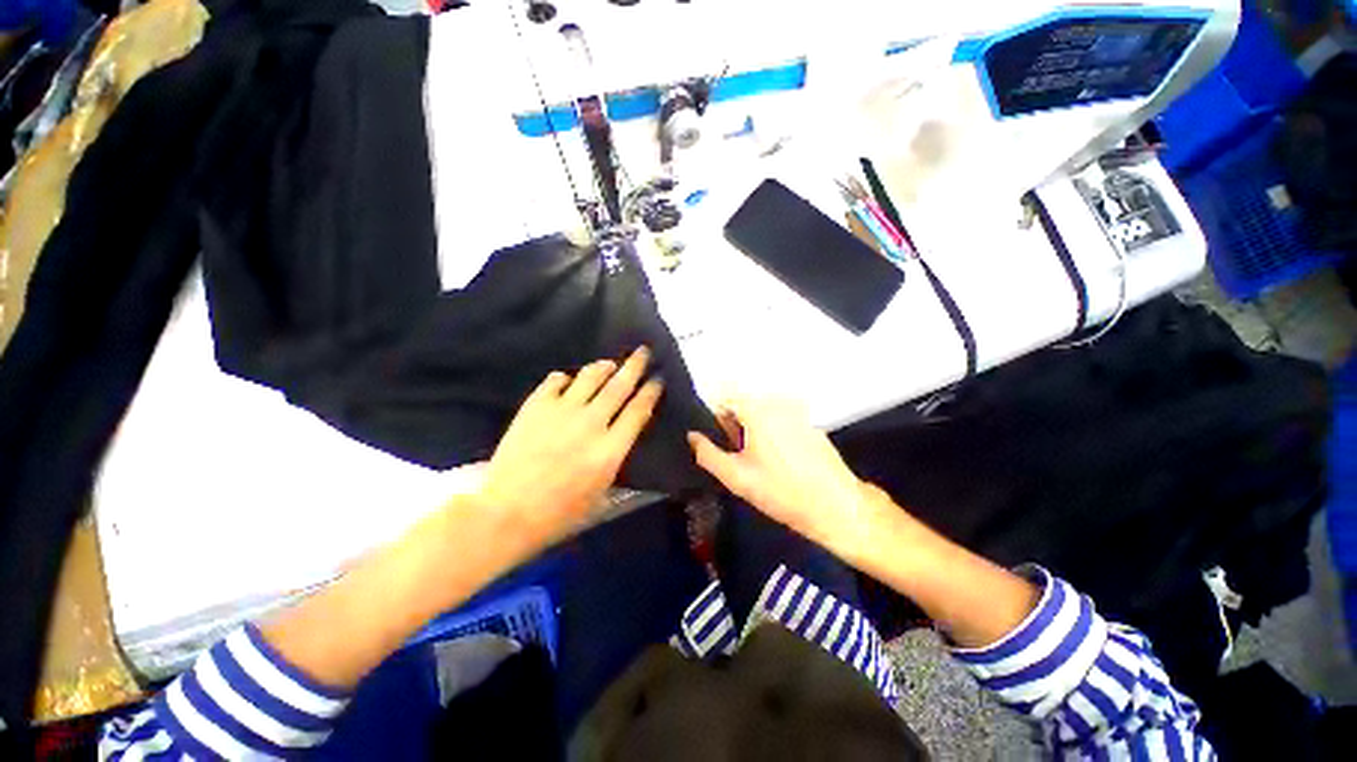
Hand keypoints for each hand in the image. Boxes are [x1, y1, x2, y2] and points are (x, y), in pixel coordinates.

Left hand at [477, 348, 663, 551]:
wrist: (506, 513)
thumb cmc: (559, 514)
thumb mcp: (602, 498)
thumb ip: (617, 464)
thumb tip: (624, 441)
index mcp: (610, 449)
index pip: (638, 410)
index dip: (651, 391)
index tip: (657, 379)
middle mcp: (591, 423)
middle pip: (619, 386)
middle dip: (635, 366)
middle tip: (643, 351)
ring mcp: (562, 411)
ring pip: (590, 377)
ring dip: (604, 366)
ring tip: (610, 363)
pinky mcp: (536, 406)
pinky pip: (556, 380)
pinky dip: (566, 378)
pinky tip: (569, 380)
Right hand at [687, 397, 887, 560]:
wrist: (836, 506)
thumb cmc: (782, 492)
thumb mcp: (736, 477)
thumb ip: (707, 453)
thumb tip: (692, 436)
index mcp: (757, 409)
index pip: (724, 397)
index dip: (716, 418)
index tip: (720, 441)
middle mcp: (778, 402)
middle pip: (744, 404)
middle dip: (736, 425)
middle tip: (741, 457)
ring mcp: (797, 411)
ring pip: (762, 413)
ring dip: (754, 430)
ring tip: (762, 462)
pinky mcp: (810, 422)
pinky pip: (780, 420)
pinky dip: (773, 433)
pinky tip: (781, 461)